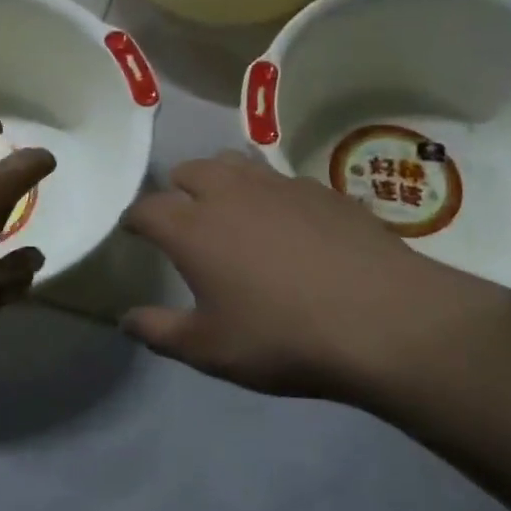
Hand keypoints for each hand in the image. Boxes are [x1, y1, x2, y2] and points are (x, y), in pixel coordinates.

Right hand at [121, 153, 510, 408]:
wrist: (384, 321)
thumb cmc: (282, 337)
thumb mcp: (209, 349)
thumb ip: (159, 331)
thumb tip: (125, 320)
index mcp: (193, 228)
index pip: (147, 209)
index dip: (134, 219)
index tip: (132, 231)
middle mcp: (230, 193)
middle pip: (190, 170)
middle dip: (177, 189)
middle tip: (183, 217)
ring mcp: (280, 186)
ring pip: (236, 161)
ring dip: (222, 178)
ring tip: (229, 206)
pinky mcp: (323, 191)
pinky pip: (282, 179)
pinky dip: (269, 192)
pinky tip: (287, 222)